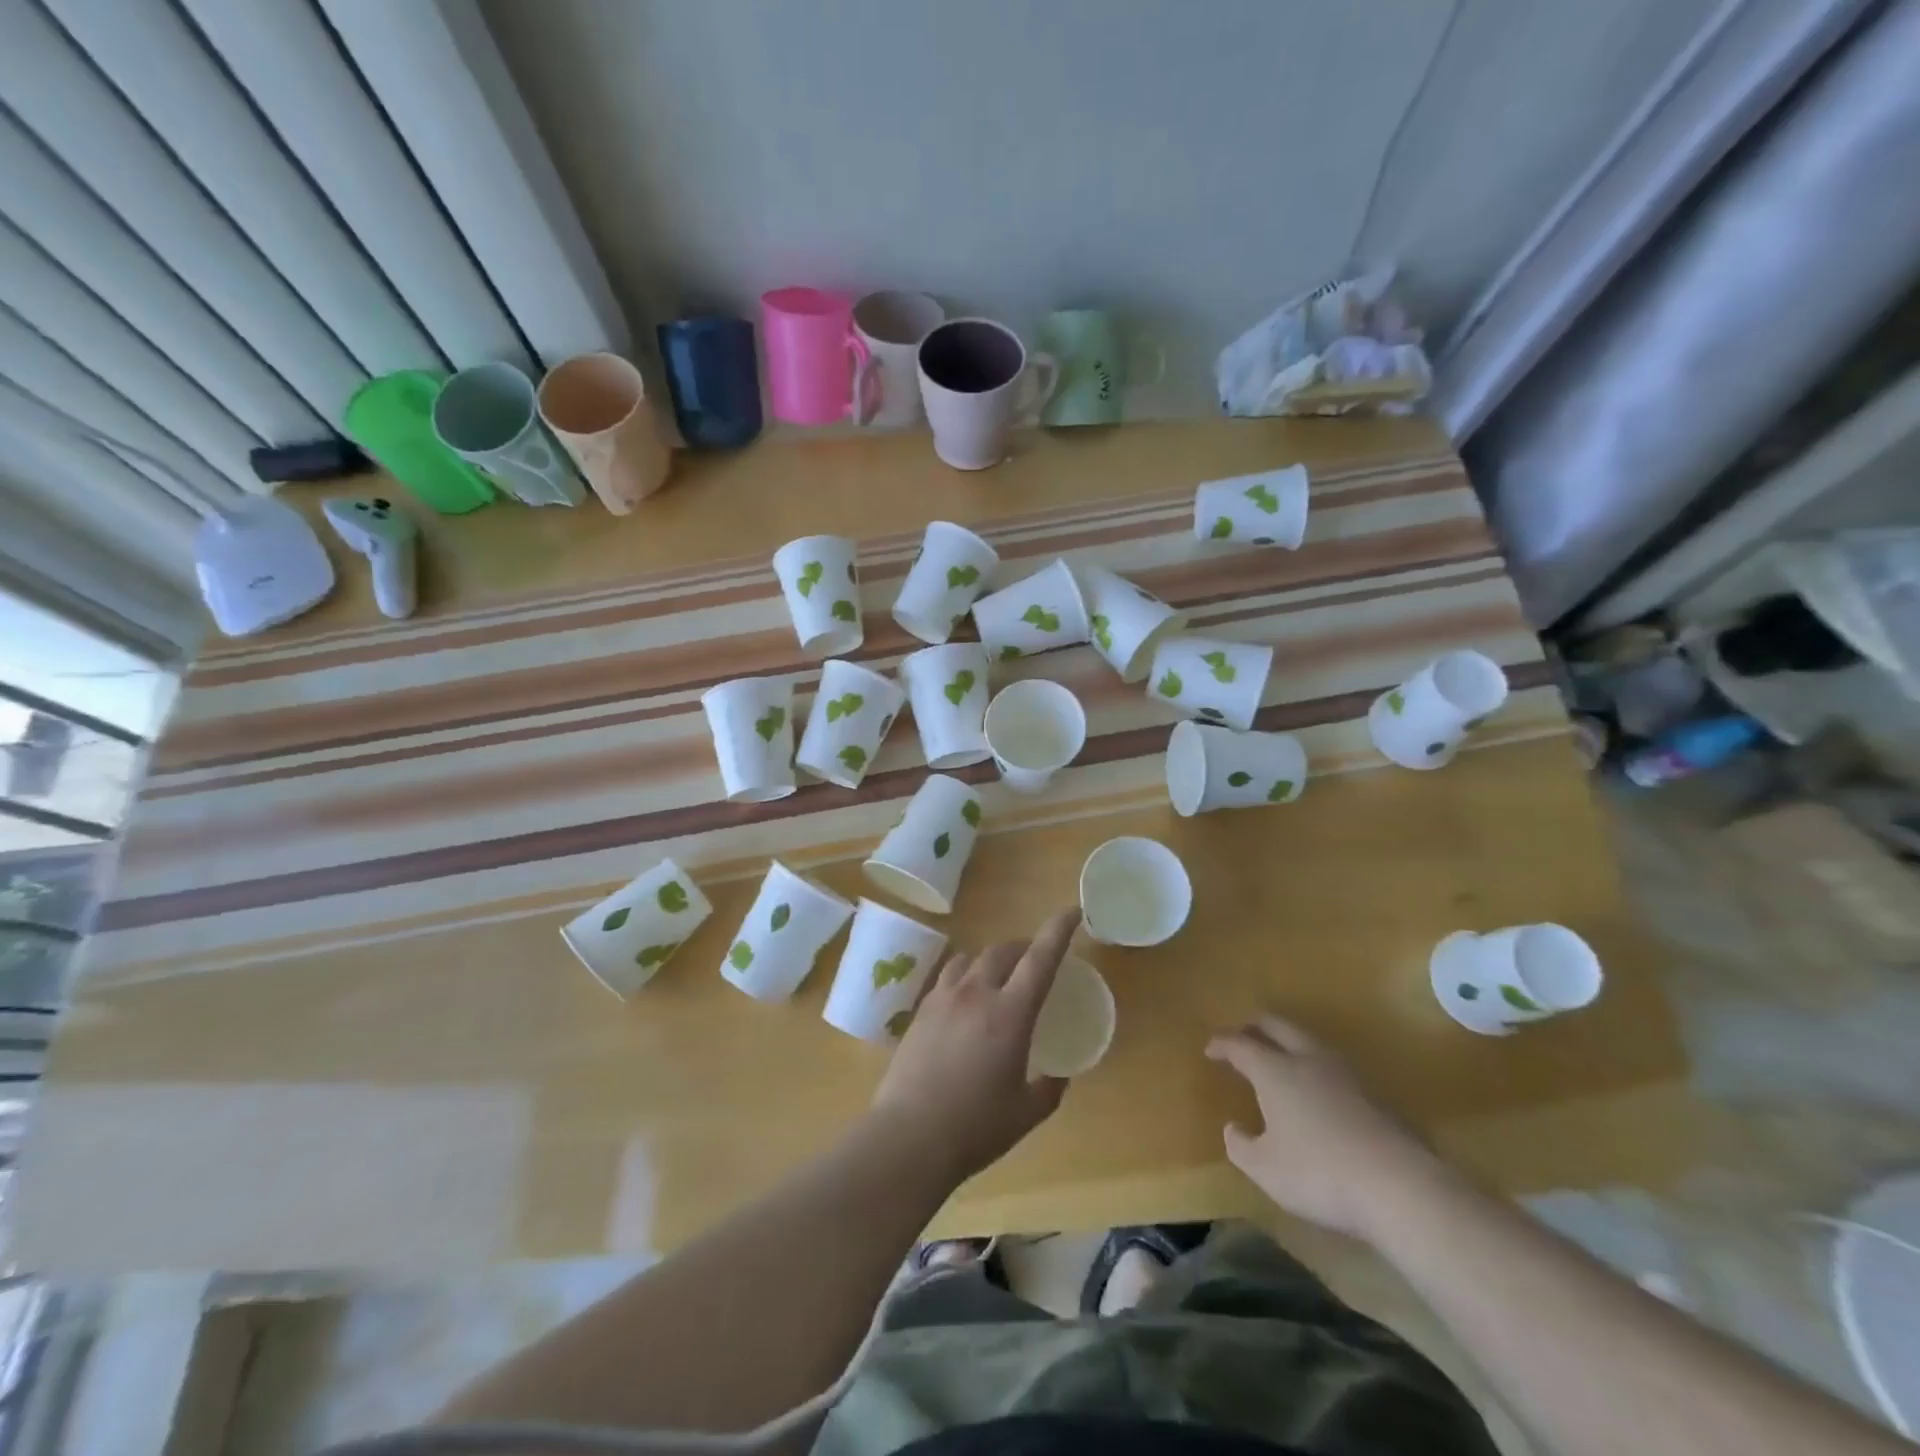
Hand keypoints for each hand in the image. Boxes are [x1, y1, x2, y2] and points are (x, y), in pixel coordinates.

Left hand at [871, 908, 1079, 1183]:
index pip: (1040, 958)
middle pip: (1003, 951)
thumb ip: (1049, 1088)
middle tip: (1036, 960)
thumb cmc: (975, 1127)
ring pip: (972, 958)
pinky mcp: (921, 1010)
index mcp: (1010, 1013)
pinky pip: (948, 976)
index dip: (1058, 930)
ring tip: (999, 975)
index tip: (1072, 911)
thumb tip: (1058, 1074)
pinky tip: (965, 998)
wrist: (909, 1136)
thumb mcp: (1027, 1113)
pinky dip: (965, 975)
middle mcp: (977, 994)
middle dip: (1024, 947)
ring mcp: (944, 998)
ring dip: (992, 959)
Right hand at [1207, 1014, 1447, 1241]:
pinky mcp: (1375, 1093)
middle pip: (1277, 1025)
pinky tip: (1319, 1090)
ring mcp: (1346, 1073)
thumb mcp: (1265, 1169)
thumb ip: (1241, 1146)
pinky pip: (1334, 1066)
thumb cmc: (1320, 1174)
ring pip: (1309, 1040)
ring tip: (1281, 1059)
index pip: (1240, 1044)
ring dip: (1289, 1042)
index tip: (1210, 1049)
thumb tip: (1233, 1128)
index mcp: (1274, 1070)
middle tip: (1243, 1036)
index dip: (1222, 1044)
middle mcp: (1307, 1059)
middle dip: (1255, 1026)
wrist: (1402, 1188)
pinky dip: (1316, 1066)